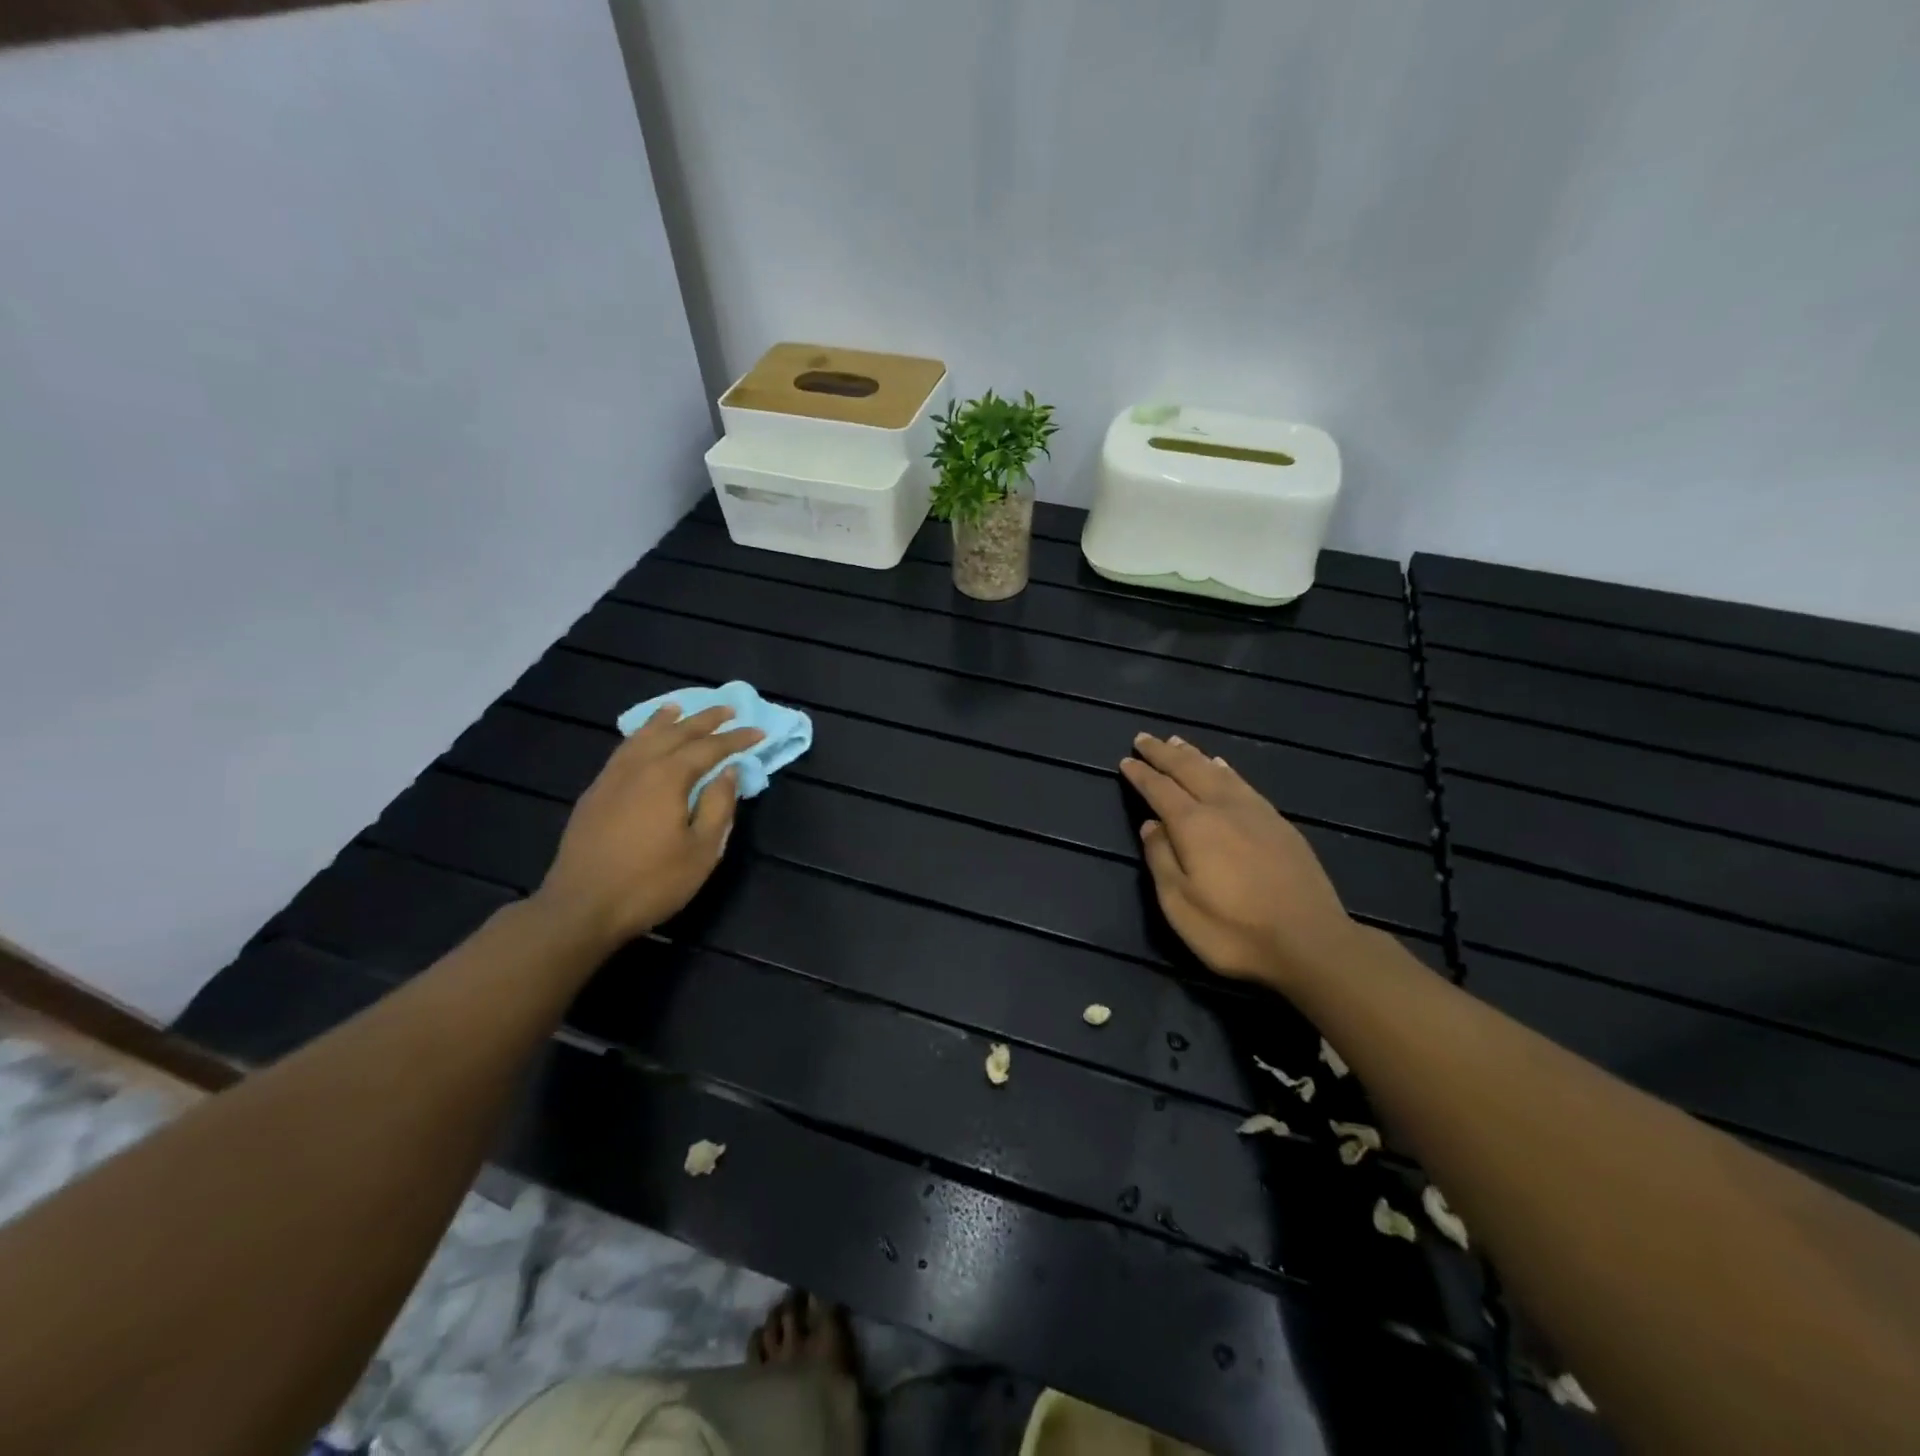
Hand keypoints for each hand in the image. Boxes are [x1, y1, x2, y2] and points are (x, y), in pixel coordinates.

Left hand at [533, 704, 763, 952]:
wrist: (581, 907)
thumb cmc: (651, 883)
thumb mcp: (701, 850)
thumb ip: (718, 806)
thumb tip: (728, 772)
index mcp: (668, 777)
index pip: (709, 748)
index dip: (736, 739)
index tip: (758, 732)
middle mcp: (638, 767)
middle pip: (675, 733)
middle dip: (704, 720)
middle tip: (728, 710)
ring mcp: (611, 778)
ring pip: (642, 737)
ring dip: (665, 721)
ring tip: (678, 708)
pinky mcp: (594, 793)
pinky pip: (622, 751)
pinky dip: (639, 736)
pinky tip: (641, 740)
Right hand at [1120, 733, 1359, 990]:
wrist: (1311, 944)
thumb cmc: (1234, 931)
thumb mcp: (1179, 904)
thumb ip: (1161, 859)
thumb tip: (1150, 825)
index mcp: (1194, 825)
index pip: (1160, 789)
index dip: (1141, 774)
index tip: (1125, 760)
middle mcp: (1224, 808)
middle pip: (1189, 770)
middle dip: (1164, 753)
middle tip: (1144, 738)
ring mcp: (1257, 813)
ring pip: (1218, 771)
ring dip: (1194, 755)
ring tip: (1178, 742)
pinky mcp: (1280, 824)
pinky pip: (1243, 782)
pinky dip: (1225, 769)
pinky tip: (1223, 767)